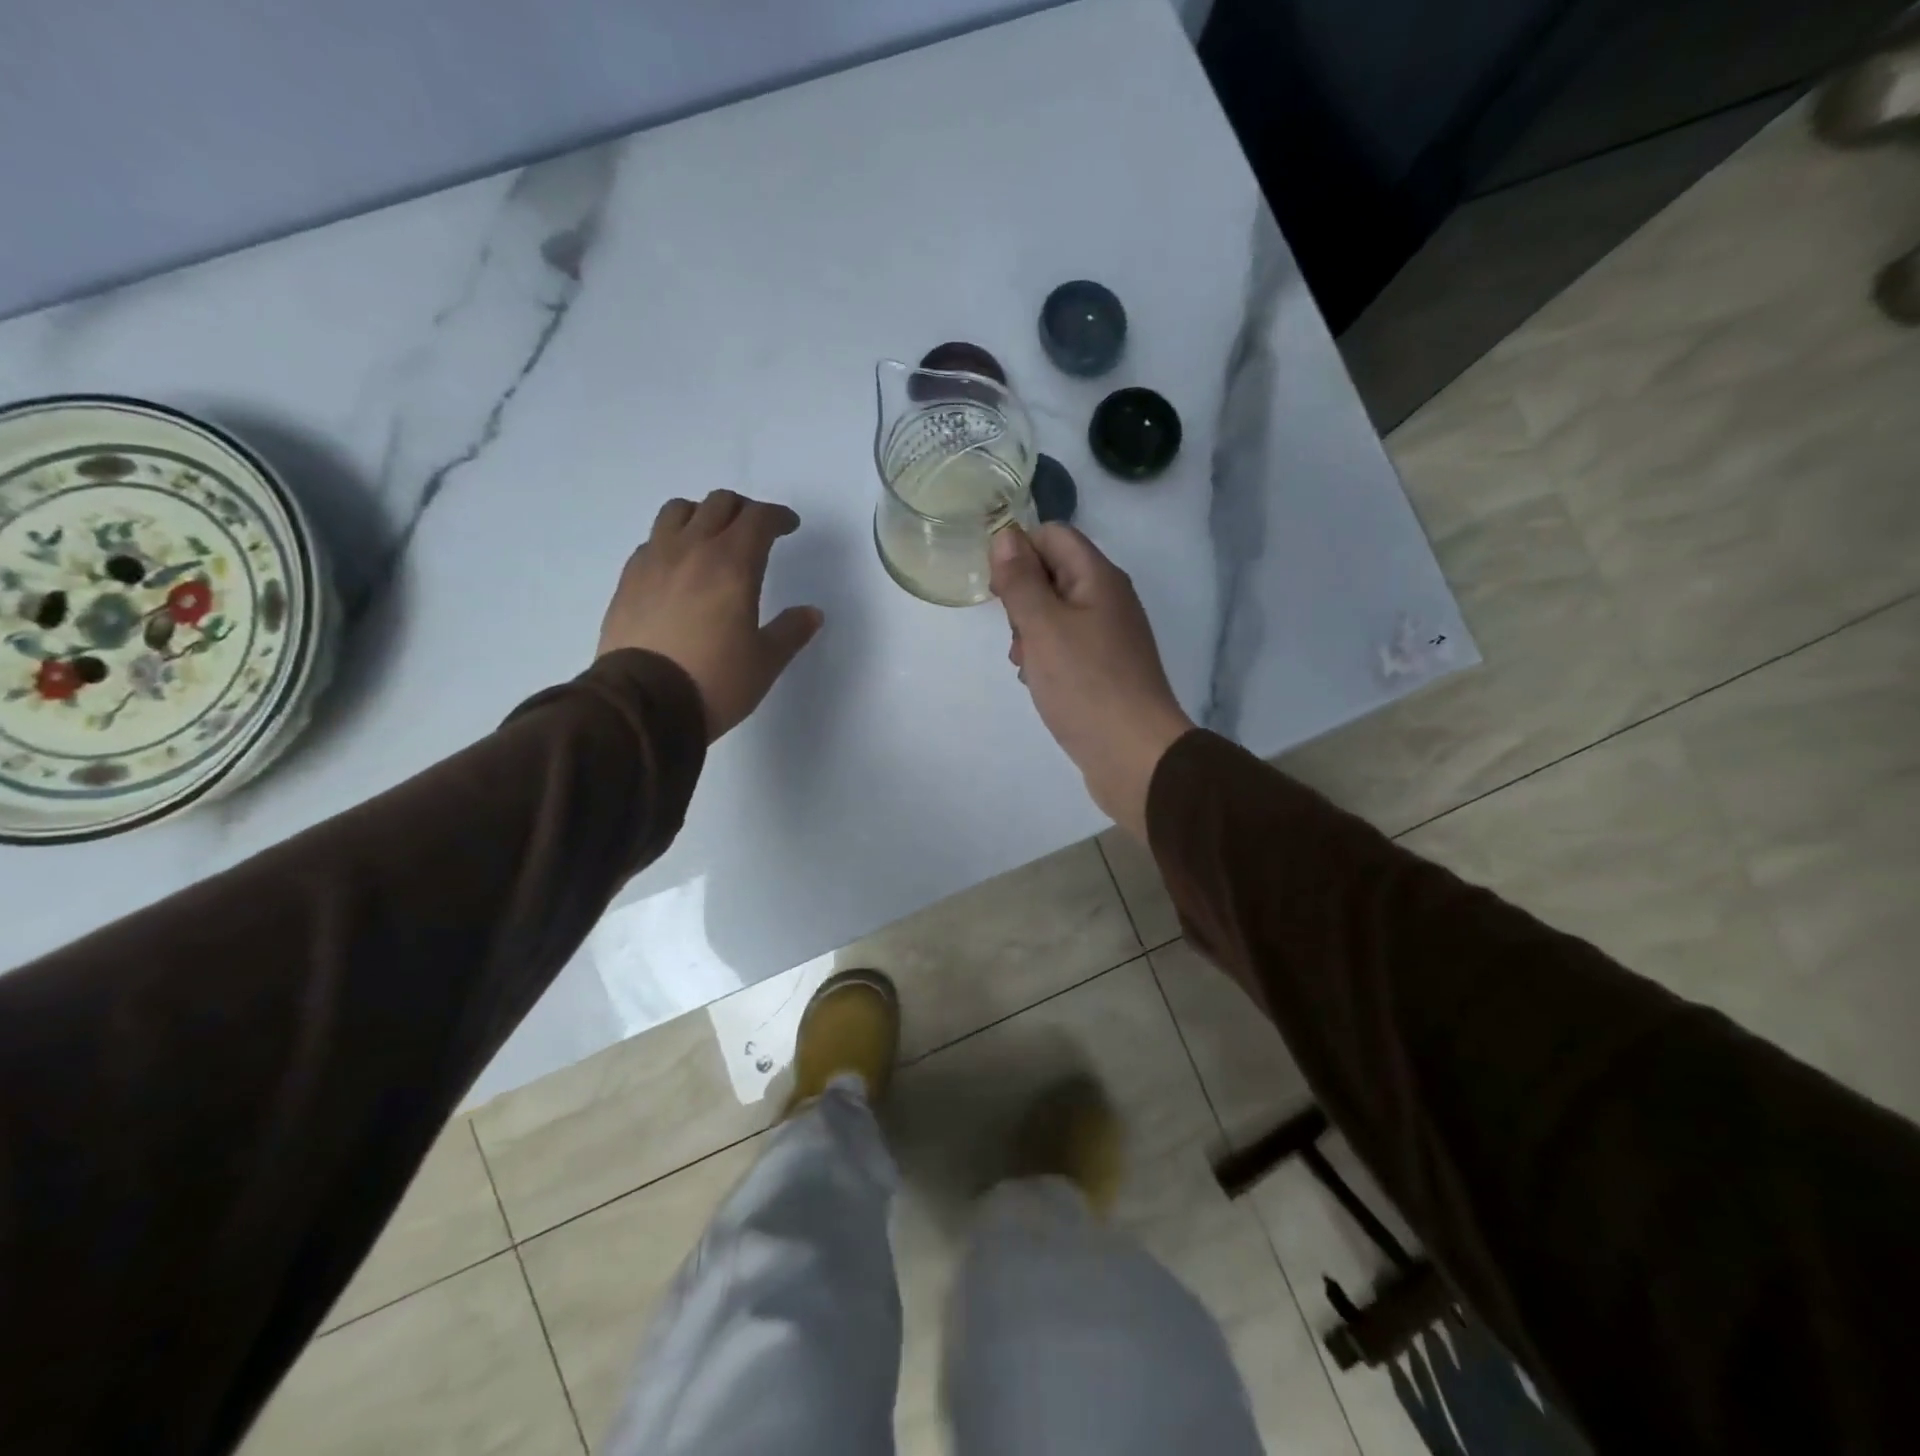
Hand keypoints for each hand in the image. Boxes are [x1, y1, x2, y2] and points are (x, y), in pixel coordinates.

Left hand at [598, 490, 822, 741]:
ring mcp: (654, 560)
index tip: (789, 527)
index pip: (759, 518)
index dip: (778, 517)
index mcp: (733, 564)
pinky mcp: (628, 579)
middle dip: (743, 510)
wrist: (644, 705)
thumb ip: (791, 631)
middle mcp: (692, 550)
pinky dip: (672, 541)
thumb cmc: (715, 681)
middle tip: (756, 531)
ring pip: (678, 511)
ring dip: (702, 515)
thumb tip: (812, 614)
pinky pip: (652, 541)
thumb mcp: (765, 661)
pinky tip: (678, 567)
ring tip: (712, 538)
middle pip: (719, 504)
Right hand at [990, 524, 1193, 839]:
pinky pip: (1067, 646)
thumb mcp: (1043, 626)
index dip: (1018, 552)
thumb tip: (1006, 535)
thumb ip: (1021, 579)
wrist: (1134, 755)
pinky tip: (1039, 683)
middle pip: (1053, 572)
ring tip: (1025, 664)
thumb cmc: (1085, 684)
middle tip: (1016, 635)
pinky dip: (1047, 657)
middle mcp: (1108, 598)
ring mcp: (1109, 635)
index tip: (998, 591)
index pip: (1052, 535)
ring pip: (1056, 613)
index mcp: (1098, 577)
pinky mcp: (1106, 667)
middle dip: (1022, 598)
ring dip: (1030, 632)